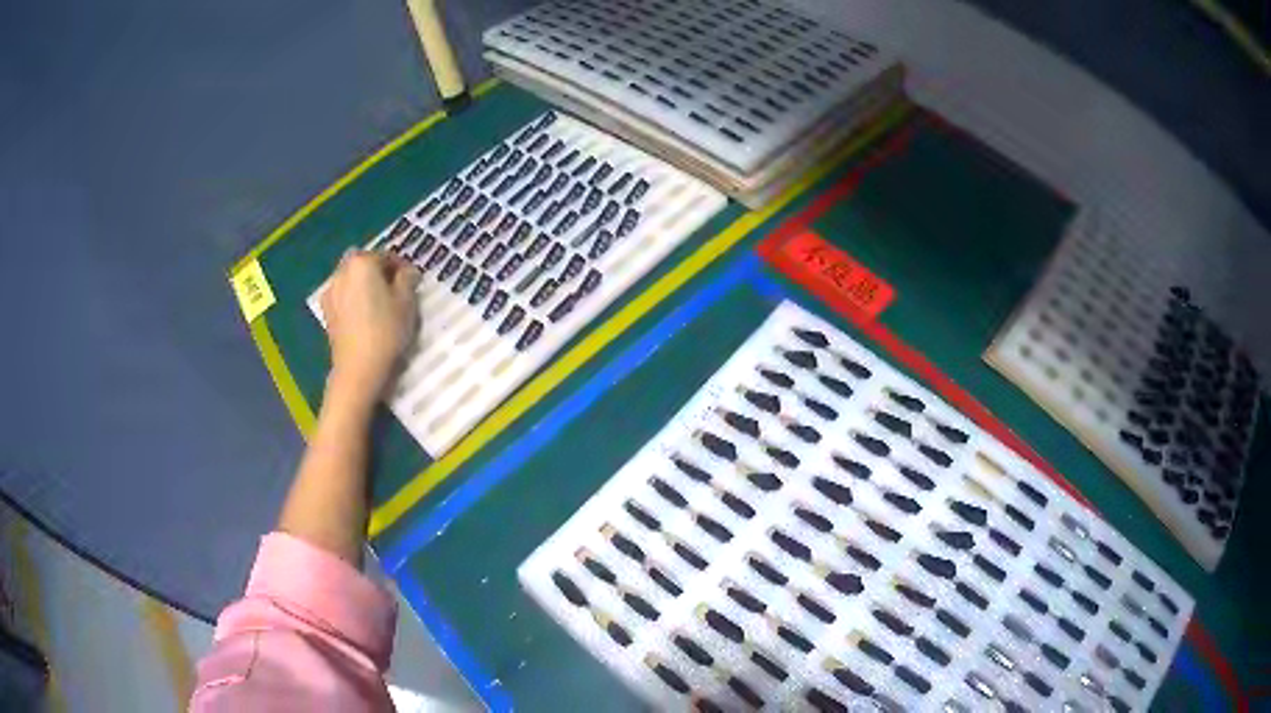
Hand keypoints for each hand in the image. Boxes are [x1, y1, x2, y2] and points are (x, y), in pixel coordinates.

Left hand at [321, 250, 419, 400]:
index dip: (401, 267)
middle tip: (394, 290)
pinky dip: (353, 300)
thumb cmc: (386, 330)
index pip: (386, 255)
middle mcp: (342, 272)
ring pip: (351, 280)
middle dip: (378, 272)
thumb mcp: (407, 302)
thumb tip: (406, 272)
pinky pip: (343, 297)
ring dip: (364, 286)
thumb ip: (408, 279)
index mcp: (362, 263)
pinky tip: (364, 317)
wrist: (358, 369)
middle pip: (364, 264)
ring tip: (379, 305)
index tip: (411, 282)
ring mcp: (330, 292)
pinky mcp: (326, 312)